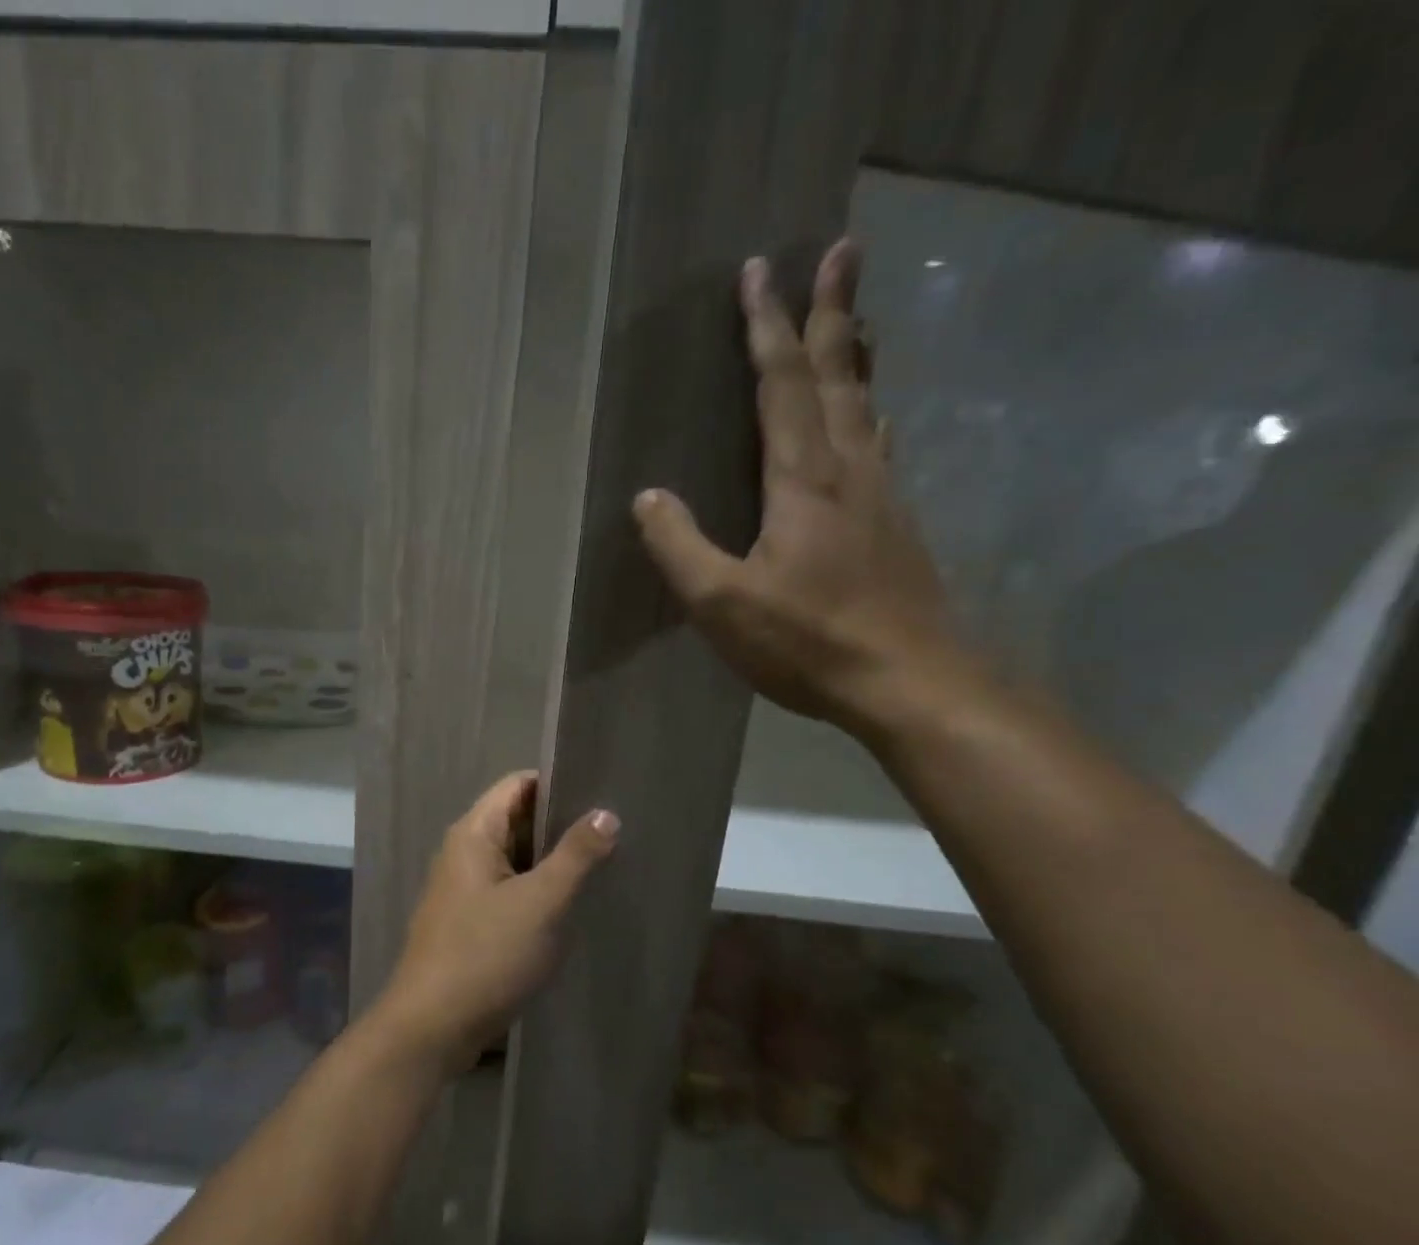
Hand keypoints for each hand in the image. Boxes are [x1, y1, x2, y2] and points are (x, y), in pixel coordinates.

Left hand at [374, 771, 617, 1076]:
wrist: (432, 1026)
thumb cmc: (485, 954)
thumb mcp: (540, 902)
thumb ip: (575, 856)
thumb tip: (605, 813)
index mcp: (474, 834)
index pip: (517, 785)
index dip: (557, 782)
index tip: (601, 791)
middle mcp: (464, 853)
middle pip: (517, 820)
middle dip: (561, 824)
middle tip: (614, 830)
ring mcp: (465, 889)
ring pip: (516, 859)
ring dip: (553, 860)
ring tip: (604, 862)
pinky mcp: (471, 921)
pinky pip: (510, 890)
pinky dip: (538, 890)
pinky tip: (572, 903)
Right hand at [632, 241, 980, 737]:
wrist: (911, 682)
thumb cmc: (809, 642)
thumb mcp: (722, 603)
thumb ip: (680, 547)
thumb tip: (647, 498)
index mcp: (803, 480)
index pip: (783, 385)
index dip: (767, 327)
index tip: (759, 270)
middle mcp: (850, 471)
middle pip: (840, 375)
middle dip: (833, 310)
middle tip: (843, 248)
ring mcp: (882, 497)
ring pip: (867, 406)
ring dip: (858, 355)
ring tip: (857, 319)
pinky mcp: (898, 526)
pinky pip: (879, 447)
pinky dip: (870, 413)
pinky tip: (873, 421)